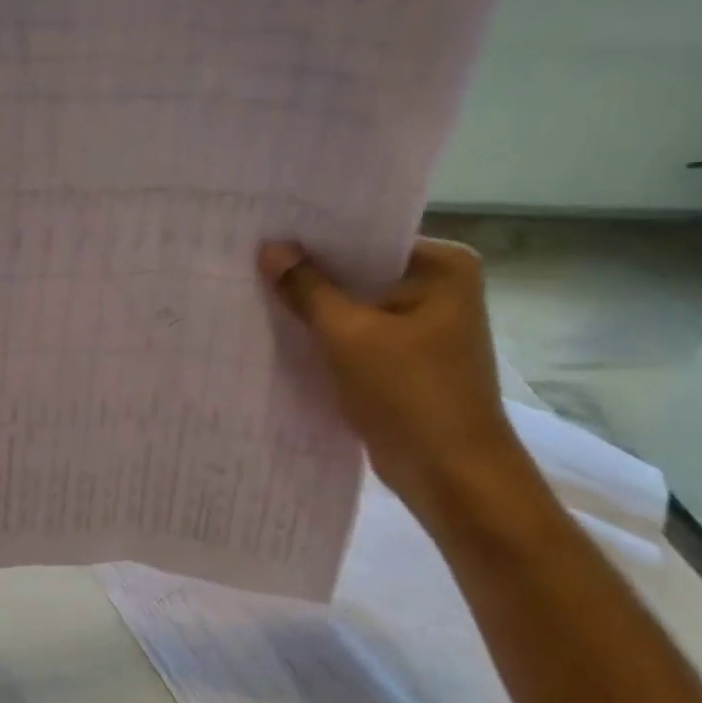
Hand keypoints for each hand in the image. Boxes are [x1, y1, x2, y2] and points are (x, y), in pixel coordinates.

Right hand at [257, 238, 537, 525]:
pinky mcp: (401, 358)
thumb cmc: (409, 393)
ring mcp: (420, 325)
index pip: (368, 236)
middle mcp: (436, 287)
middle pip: (359, 269)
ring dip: (313, 305)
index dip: (317, 235)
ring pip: (353, 304)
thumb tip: (270, 248)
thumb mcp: (349, 335)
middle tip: (250, 256)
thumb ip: (307, 289)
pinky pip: (354, 334)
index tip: (267, 228)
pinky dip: (323, 334)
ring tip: (254, 287)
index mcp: (442, 266)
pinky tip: (278, 328)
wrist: (451, 474)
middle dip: (310, 270)